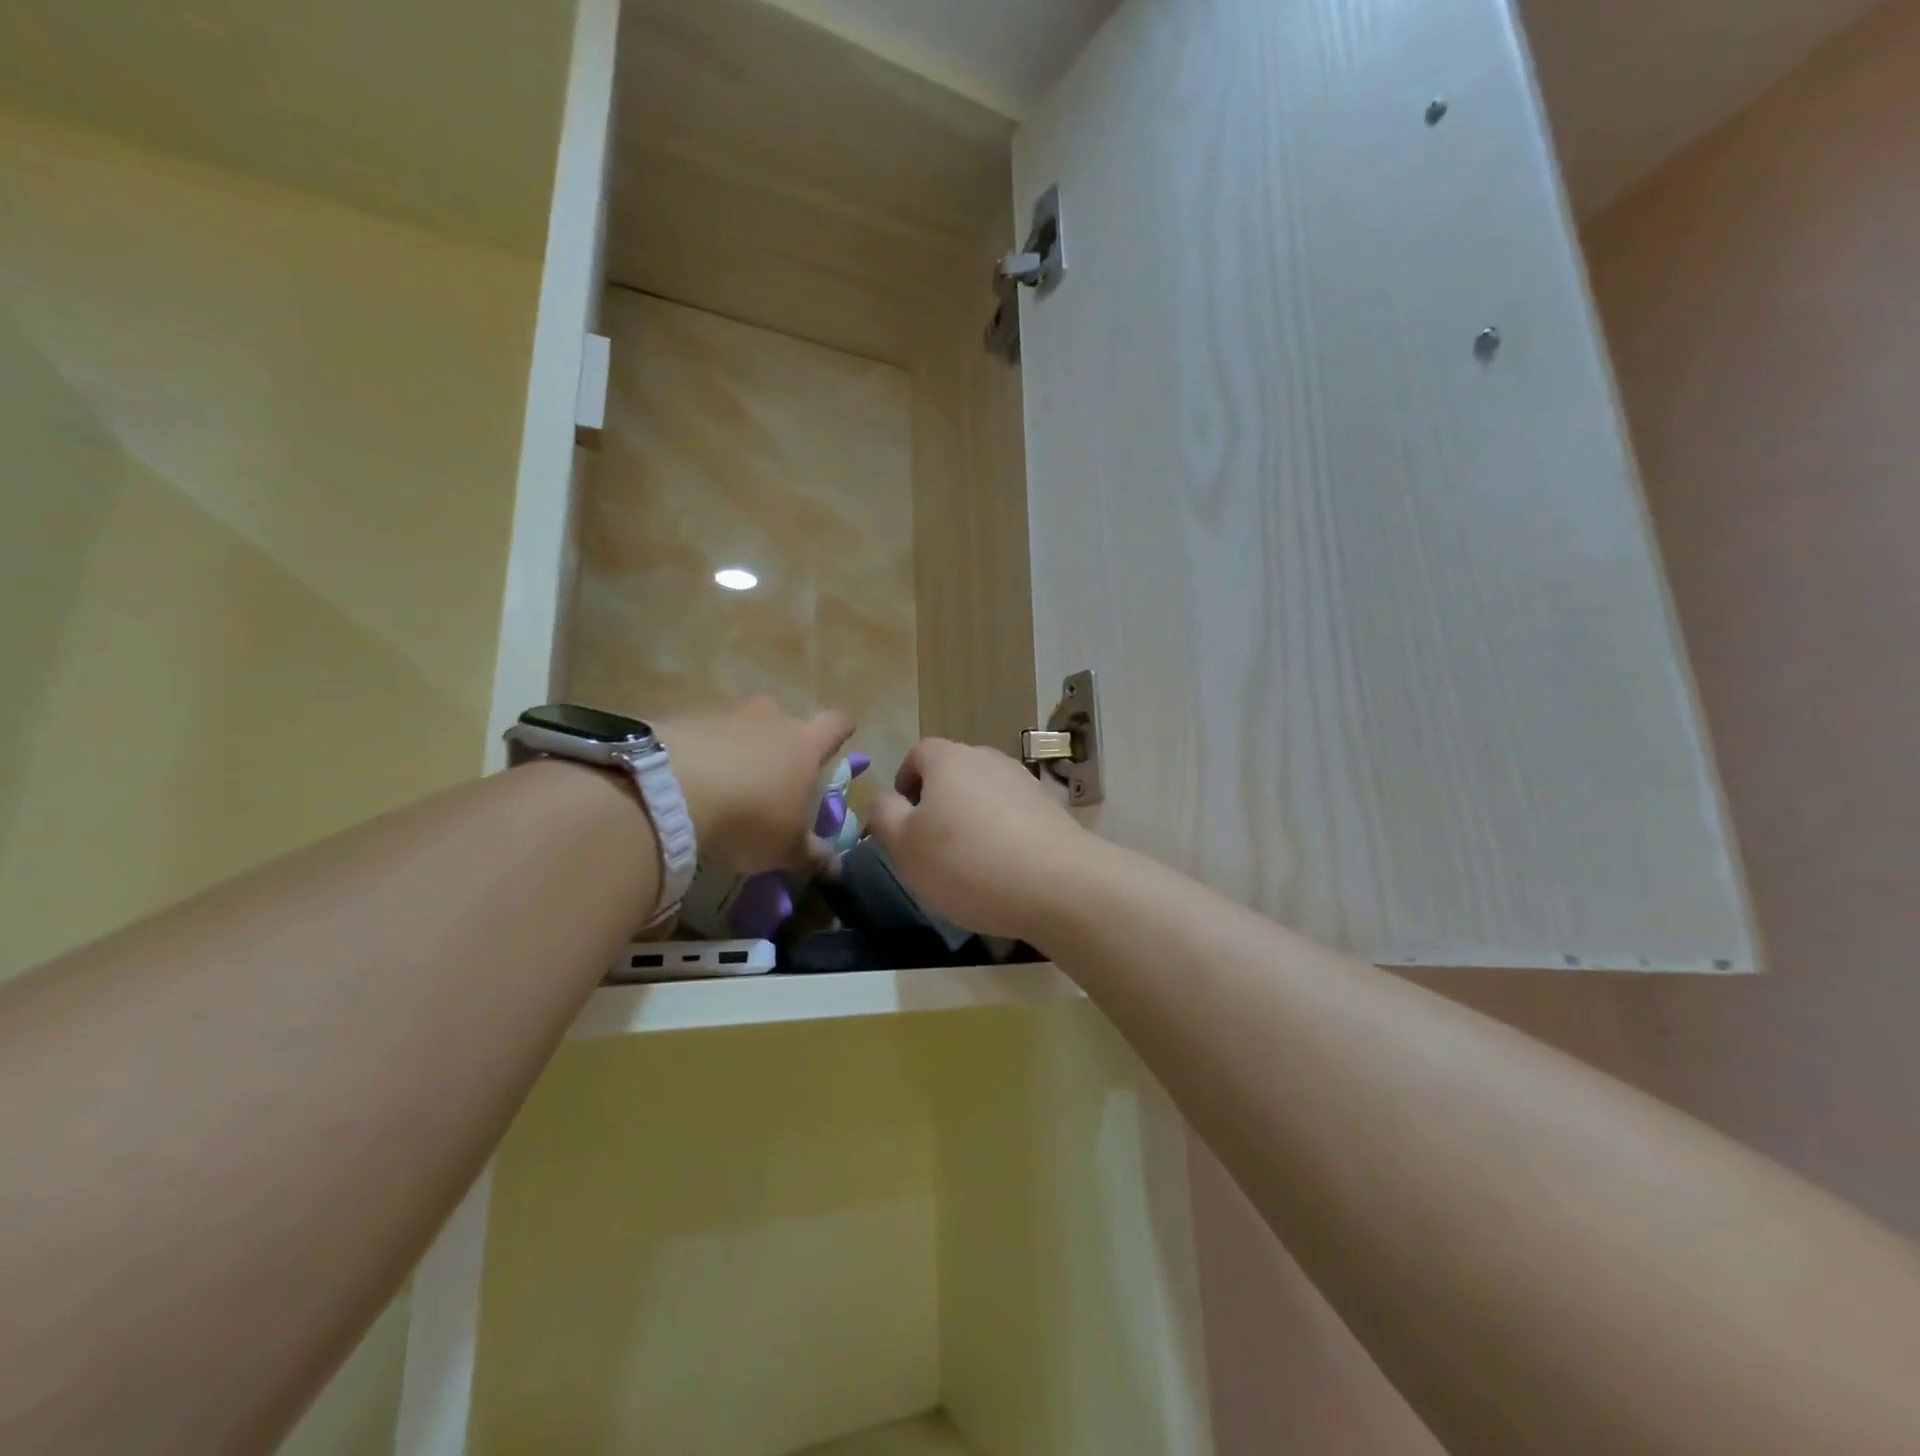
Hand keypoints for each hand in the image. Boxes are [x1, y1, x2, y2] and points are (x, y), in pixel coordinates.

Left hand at [657, 698, 855, 875]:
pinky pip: (701, 733)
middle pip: (784, 719)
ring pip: (740, 724)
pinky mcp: (682, 719)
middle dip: (781, 742)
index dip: (840, 731)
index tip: (840, 738)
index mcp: (804, 745)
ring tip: (724, 782)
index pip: (835, 723)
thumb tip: (838, 868)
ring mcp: (724, 715)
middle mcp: (769, 719)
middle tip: (772, 775)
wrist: (669, 793)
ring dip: (737, 746)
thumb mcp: (786, 849)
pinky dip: (700, 752)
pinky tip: (688, 781)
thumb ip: (814, 855)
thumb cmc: (748, 818)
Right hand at [869, 738, 1089, 943]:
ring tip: (971, 861)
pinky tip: (1007, 868)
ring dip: (974, 818)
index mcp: (950, 759)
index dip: (906, 781)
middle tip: (932, 845)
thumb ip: (885, 815)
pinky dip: (1006, 834)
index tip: (903, 817)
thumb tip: (886, 798)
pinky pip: (1017, 816)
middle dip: (940, 802)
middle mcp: (990, 759)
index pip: (919, 753)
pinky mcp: (1054, 809)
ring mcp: (1027, 782)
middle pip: (955, 772)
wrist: (1058, 884)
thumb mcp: (905, 846)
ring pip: (987, 794)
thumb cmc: (967, 862)